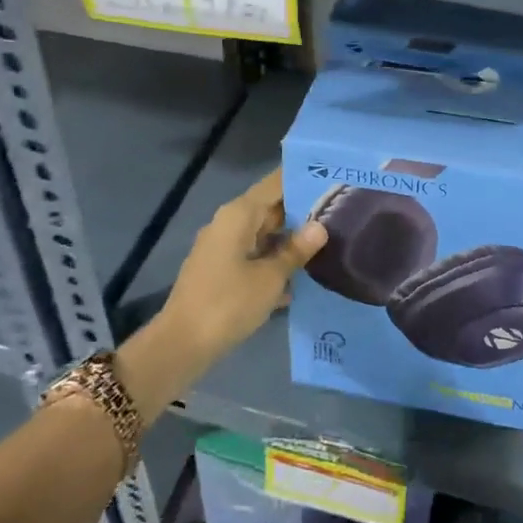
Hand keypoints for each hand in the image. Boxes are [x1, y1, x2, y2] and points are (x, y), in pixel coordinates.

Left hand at [162, 169, 325, 359]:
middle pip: (271, 208)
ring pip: (264, 234)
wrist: (181, 345)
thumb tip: (320, 227)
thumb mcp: (270, 278)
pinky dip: (275, 262)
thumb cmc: (228, 304)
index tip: (333, 176)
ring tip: (330, 242)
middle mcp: (229, 224)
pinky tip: (302, 278)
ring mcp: (223, 248)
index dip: (302, 179)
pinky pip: (255, 256)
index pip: (276, 184)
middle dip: (303, 212)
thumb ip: (296, 250)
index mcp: (239, 215)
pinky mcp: (222, 271)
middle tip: (340, 212)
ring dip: (291, 240)